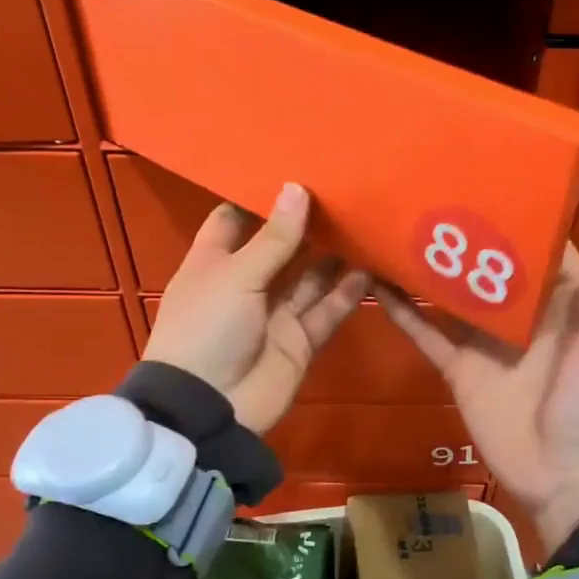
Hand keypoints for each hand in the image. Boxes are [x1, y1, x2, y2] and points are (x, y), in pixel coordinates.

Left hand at [144, 183, 367, 435]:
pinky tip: (370, 267)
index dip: (258, 198)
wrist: (209, 407)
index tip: (290, 170)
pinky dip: (346, 293)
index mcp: (215, 262)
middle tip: (343, 191)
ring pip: (310, 278)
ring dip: (333, 256)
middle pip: (280, 247)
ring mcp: (274, 314)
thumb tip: (297, 189)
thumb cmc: (208, 328)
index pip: (234, 220)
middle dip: (306, 224)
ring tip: (364, 223)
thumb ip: (273, 238)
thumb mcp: (236, 276)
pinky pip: (326, 311)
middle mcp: (246, 284)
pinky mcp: (299, 341)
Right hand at [380, 205, 578, 558]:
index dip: (516, 209)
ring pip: (451, 295)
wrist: (573, 482)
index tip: (483, 170)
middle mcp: (524, 314)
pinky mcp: (461, 370)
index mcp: (565, 299)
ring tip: (391, 225)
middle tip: (420, 187)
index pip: (538, 243)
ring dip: (425, 266)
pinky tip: (374, 283)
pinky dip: (403, 313)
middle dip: (460, 231)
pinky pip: (428, 335)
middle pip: (486, 264)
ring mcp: (488, 342)